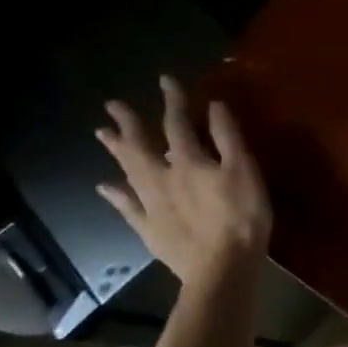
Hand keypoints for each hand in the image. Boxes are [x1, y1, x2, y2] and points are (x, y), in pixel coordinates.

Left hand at [96, 75, 271, 287]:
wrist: (221, 266)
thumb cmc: (242, 216)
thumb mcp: (244, 171)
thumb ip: (228, 138)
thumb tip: (213, 106)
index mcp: (189, 161)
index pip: (178, 124)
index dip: (173, 100)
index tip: (165, 80)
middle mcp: (163, 177)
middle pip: (141, 145)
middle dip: (129, 123)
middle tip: (112, 106)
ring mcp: (152, 204)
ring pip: (129, 171)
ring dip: (117, 150)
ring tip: (102, 134)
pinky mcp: (149, 228)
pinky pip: (127, 206)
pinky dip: (115, 194)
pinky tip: (105, 186)